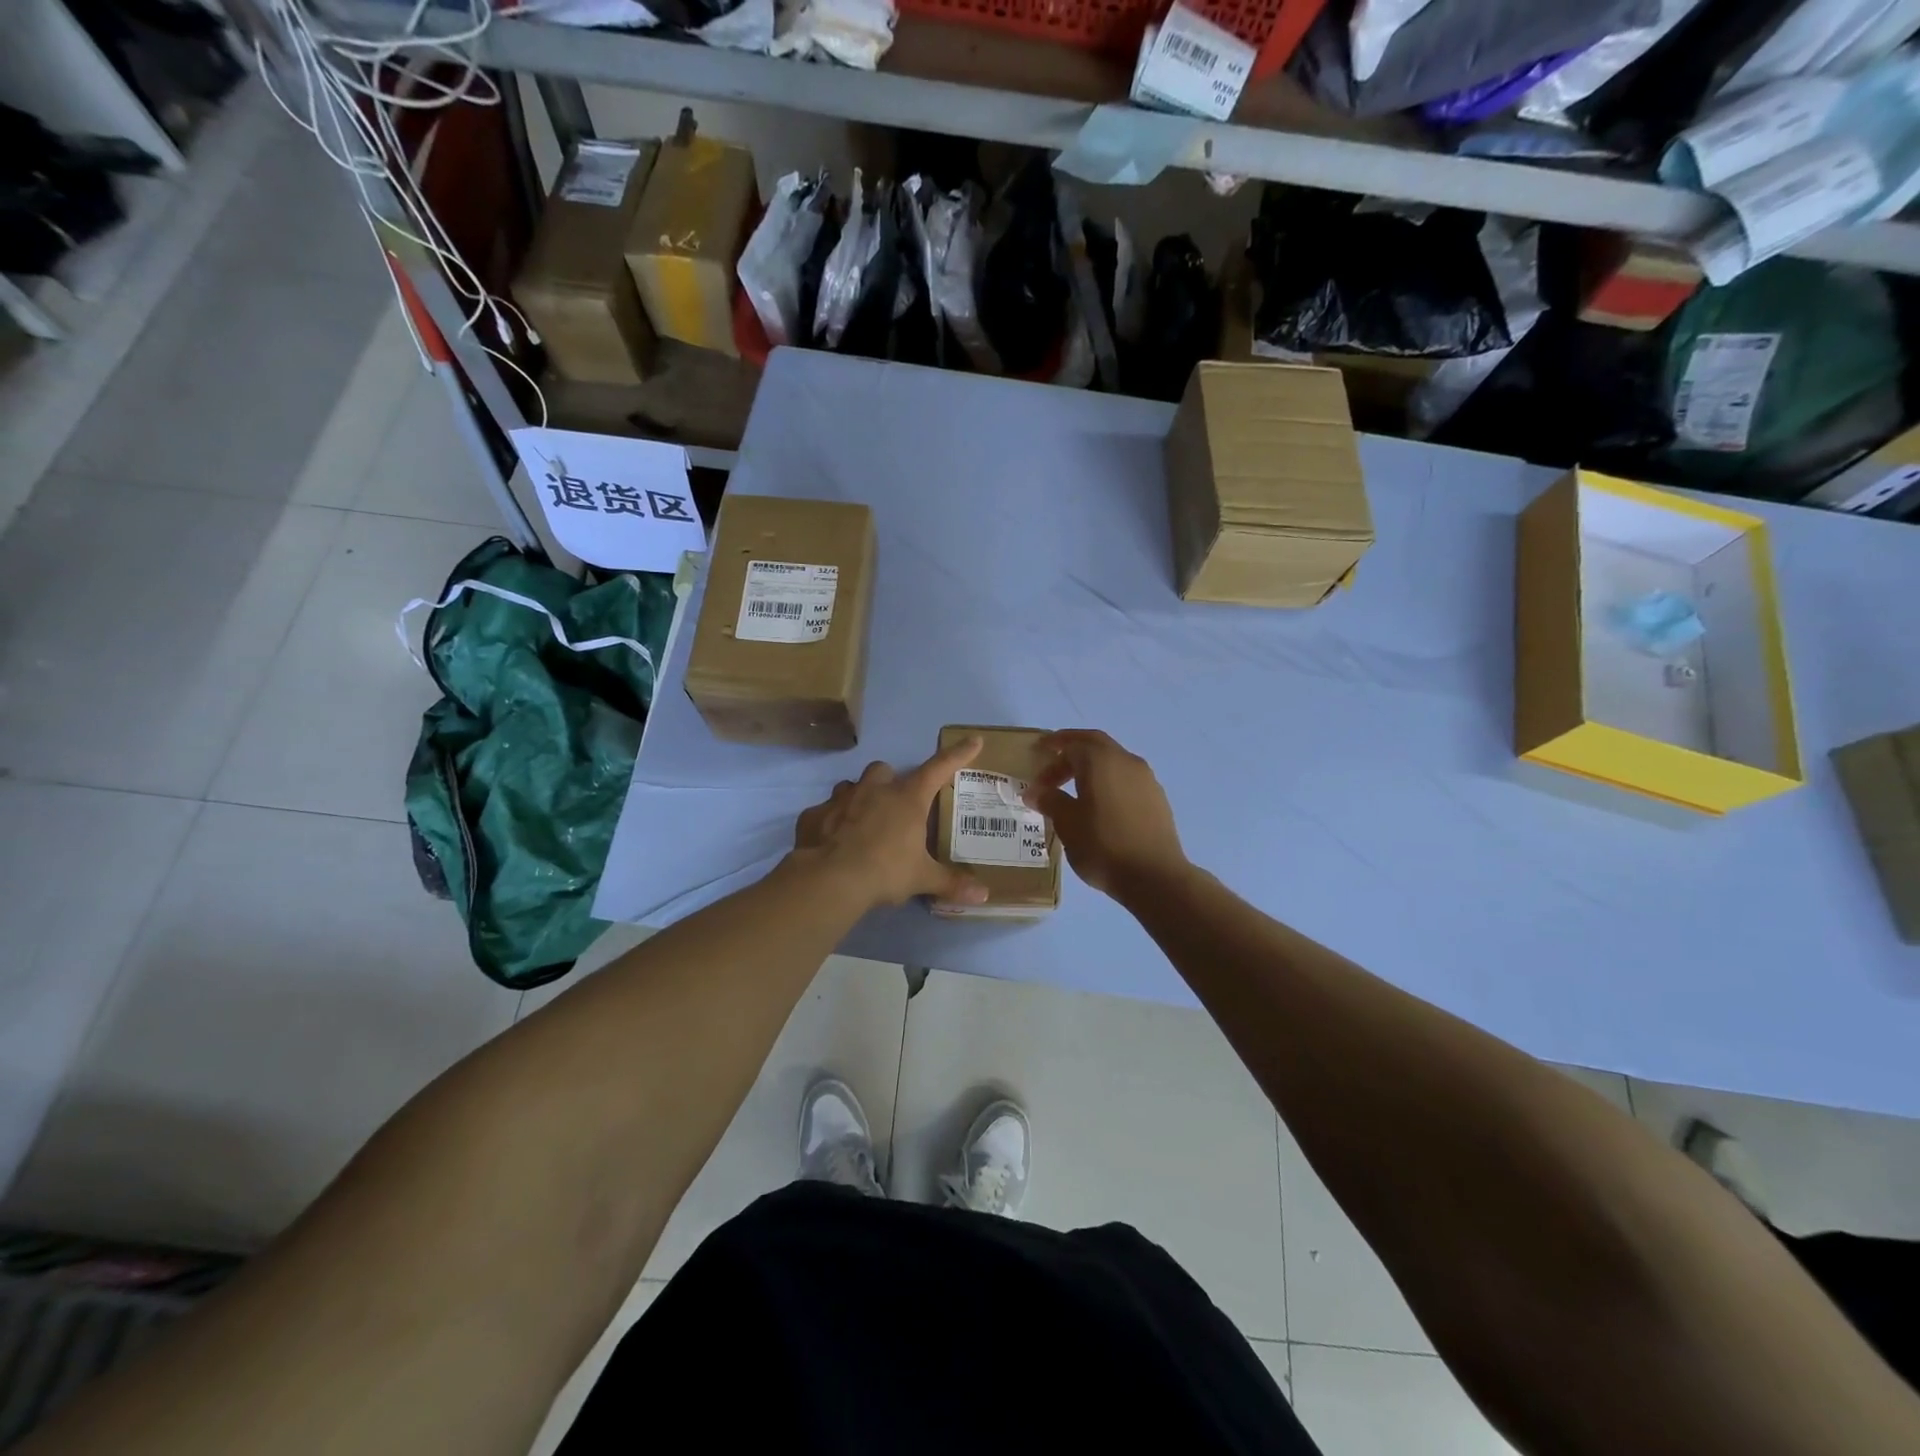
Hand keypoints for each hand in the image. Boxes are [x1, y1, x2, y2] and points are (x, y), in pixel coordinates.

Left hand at [791, 738, 989, 912]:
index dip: (957, 755)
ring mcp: (840, 799)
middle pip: (883, 770)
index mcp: (907, 799)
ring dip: (858, 797)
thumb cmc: (885, 871)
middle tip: (893, 804)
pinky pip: (823, 812)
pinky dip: (829, 822)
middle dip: (888, 781)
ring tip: (861, 821)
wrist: (831, 879)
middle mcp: (874, 790)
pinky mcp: (814, 815)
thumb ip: (951, 883)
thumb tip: (984, 896)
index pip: (938, 769)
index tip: (973, 740)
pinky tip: (831, 840)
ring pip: (850, 786)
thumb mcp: (922, 878)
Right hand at [1025, 729, 1187, 900]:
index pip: (1070, 745)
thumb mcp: (1067, 823)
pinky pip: (1127, 779)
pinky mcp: (1157, 798)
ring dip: (1092, 767)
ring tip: (1075, 790)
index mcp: (1100, 760)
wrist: (1155, 876)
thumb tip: (1034, 791)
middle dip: (1072, 749)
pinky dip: (1109, 782)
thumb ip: (1050, 801)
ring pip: (1114, 760)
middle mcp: (1126, 760)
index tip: (1035, 773)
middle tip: (1053, 761)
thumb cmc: (1103, 845)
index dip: (1050, 758)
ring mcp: (1146, 779)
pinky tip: (1101, 806)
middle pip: (1095, 743)